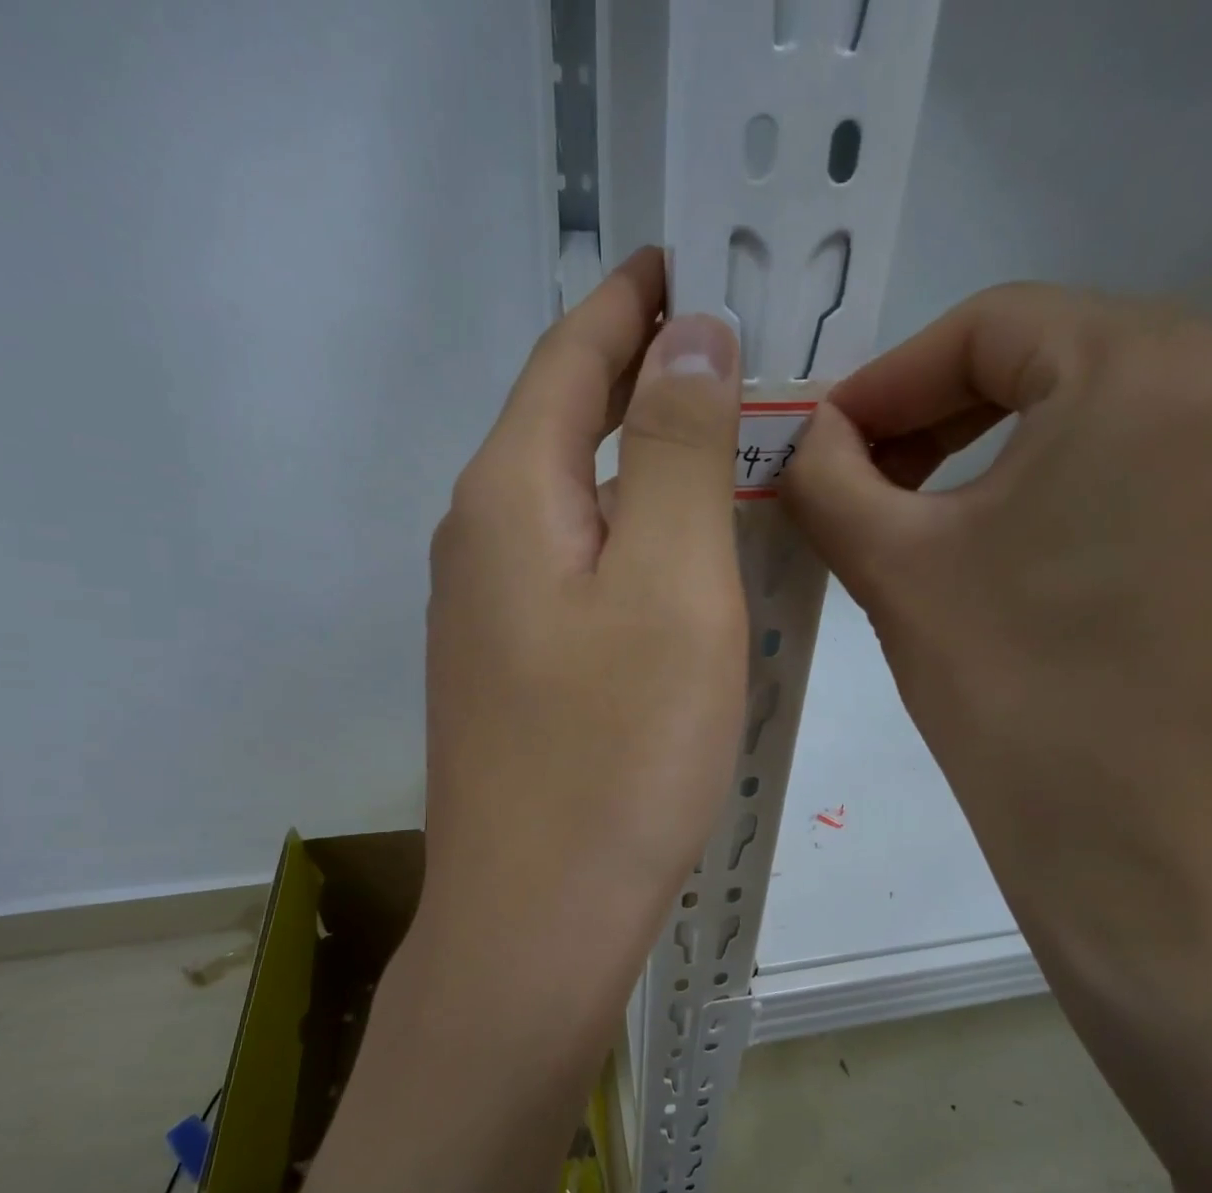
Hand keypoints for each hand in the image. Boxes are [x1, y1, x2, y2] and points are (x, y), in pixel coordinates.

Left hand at [419, 249, 745, 1021]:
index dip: (632, 300)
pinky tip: (675, 555)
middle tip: (731, 348)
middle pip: (566, 423)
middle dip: (642, 372)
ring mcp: (487, 614)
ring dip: (640, 461)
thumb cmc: (618, 754)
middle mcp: (480, 541)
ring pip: (574, 502)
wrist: (539, 918)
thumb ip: (682, 448)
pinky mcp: (512, 672)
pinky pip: (576, 569)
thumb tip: (690, 334)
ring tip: (719, 440)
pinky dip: (629, 537)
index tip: (691, 256)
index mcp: (511, 496)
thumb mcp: (673, 585)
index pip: (572, 354)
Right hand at [784, 285, 1211, 1016]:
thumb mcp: (891, 565)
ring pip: (1109, 401)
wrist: (1136, 837)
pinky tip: (1024, 537)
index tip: (824, 439)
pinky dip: (1077, 474)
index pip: (988, 324)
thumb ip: (825, 474)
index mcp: (1152, 362)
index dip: (887, 381)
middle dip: (943, 411)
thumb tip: (807, 434)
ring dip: (1007, 441)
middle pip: (1055, 354)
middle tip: (869, 477)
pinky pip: (1161, 453)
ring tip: (934, 508)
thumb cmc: (1008, 688)